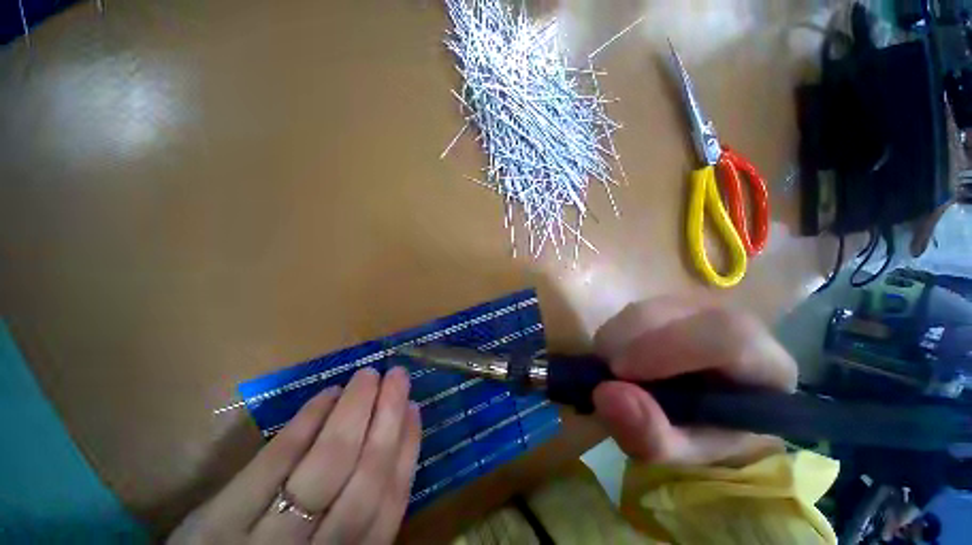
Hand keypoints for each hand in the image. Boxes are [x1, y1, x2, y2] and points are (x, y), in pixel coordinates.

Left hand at [169, 367, 421, 544]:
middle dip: (387, 419)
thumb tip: (390, 450)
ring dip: (354, 411)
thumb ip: (354, 519)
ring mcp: (263, 540)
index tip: (415, 408)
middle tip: (398, 376)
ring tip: (368, 376)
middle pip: (364, 483)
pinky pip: (273, 463)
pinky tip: (326, 394)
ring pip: (326, 467)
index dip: (407, 452)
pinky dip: (305, 424)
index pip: (388, 507)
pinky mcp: (219, 521)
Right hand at [592, 297, 797, 466]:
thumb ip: (651, 436)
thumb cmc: (705, 434)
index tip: (619, 373)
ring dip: (614, 344)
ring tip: (617, 377)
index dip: (666, 348)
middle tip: (609, 380)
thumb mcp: (682, 453)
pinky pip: (627, 313)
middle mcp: (729, 320)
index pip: (725, 335)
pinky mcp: (665, 304)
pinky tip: (620, 361)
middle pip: (668, 315)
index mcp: (763, 362)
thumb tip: (603, 394)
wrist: (706, 411)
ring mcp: (694, 307)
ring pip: (640, 311)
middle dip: (624, 346)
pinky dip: (612, 338)